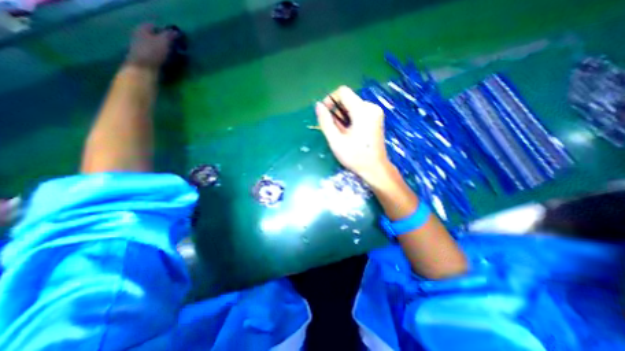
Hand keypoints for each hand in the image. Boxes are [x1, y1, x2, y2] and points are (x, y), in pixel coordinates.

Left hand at [125, 24, 174, 68]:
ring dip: (164, 50)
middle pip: (154, 36)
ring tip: (174, 55)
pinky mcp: (144, 59)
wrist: (143, 68)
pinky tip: (169, 62)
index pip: (154, 26)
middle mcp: (139, 36)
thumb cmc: (153, 52)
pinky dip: (162, 57)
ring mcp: (141, 48)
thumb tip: (176, 31)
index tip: (175, 37)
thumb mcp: (163, 41)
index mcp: (142, 29)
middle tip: (176, 47)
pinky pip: (155, 55)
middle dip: (164, 41)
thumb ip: (169, 35)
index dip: (165, 30)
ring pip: (155, 46)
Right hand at [315, 84, 391, 184]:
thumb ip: (325, 122)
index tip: (325, 114)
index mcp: (362, 111)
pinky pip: (359, 112)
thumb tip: (318, 105)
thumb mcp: (336, 141)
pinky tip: (350, 133)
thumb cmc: (355, 157)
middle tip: (334, 130)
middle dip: (337, 112)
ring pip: (352, 106)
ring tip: (342, 134)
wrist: (375, 168)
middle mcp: (371, 107)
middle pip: (348, 99)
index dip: (331, 100)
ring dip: (343, 117)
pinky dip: (350, 119)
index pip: (343, 92)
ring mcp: (375, 112)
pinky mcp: (376, 118)